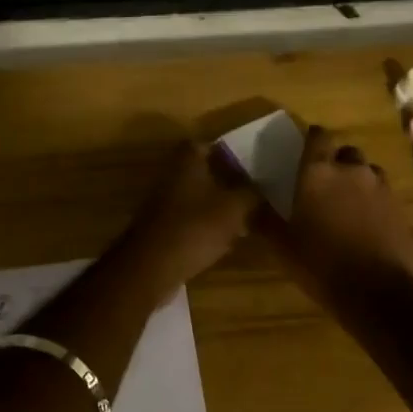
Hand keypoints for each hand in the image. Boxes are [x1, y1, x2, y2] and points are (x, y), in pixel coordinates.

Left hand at [113, 141, 261, 300]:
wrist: (152, 266)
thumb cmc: (195, 227)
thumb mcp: (234, 208)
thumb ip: (250, 193)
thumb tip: (260, 186)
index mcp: (187, 161)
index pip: (206, 145)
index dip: (226, 152)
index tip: (247, 164)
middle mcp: (172, 176)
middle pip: (202, 172)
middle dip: (226, 182)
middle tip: (250, 193)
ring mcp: (163, 203)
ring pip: (197, 198)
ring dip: (218, 206)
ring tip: (245, 220)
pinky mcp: (162, 228)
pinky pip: (189, 220)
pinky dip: (206, 226)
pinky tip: (225, 241)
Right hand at [268, 125, 412, 307]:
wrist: (378, 294)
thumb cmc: (321, 263)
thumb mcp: (282, 245)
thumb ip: (263, 218)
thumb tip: (246, 201)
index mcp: (318, 172)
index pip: (318, 136)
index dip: (312, 139)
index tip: (305, 150)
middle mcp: (352, 170)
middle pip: (346, 152)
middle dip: (336, 162)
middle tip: (324, 183)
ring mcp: (380, 188)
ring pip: (368, 172)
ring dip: (357, 180)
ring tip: (346, 203)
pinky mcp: (400, 209)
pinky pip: (383, 194)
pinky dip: (374, 201)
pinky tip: (365, 223)